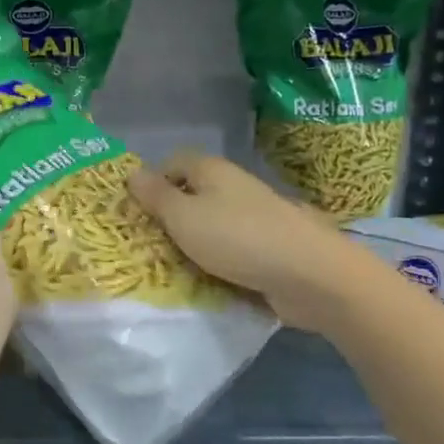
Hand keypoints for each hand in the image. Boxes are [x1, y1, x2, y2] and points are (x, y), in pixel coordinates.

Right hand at [127, 151, 392, 334]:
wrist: (311, 275)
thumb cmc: (237, 238)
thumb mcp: (183, 216)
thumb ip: (155, 196)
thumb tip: (132, 173)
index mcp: (212, 170)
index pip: (173, 162)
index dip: (153, 183)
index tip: (137, 213)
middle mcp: (233, 187)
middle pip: (191, 195)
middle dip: (170, 218)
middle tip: (148, 245)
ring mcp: (254, 217)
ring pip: (211, 224)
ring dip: (193, 244)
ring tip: (173, 268)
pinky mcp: (269, 247)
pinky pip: (232, 249)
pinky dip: (218, 262)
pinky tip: (207, 281)